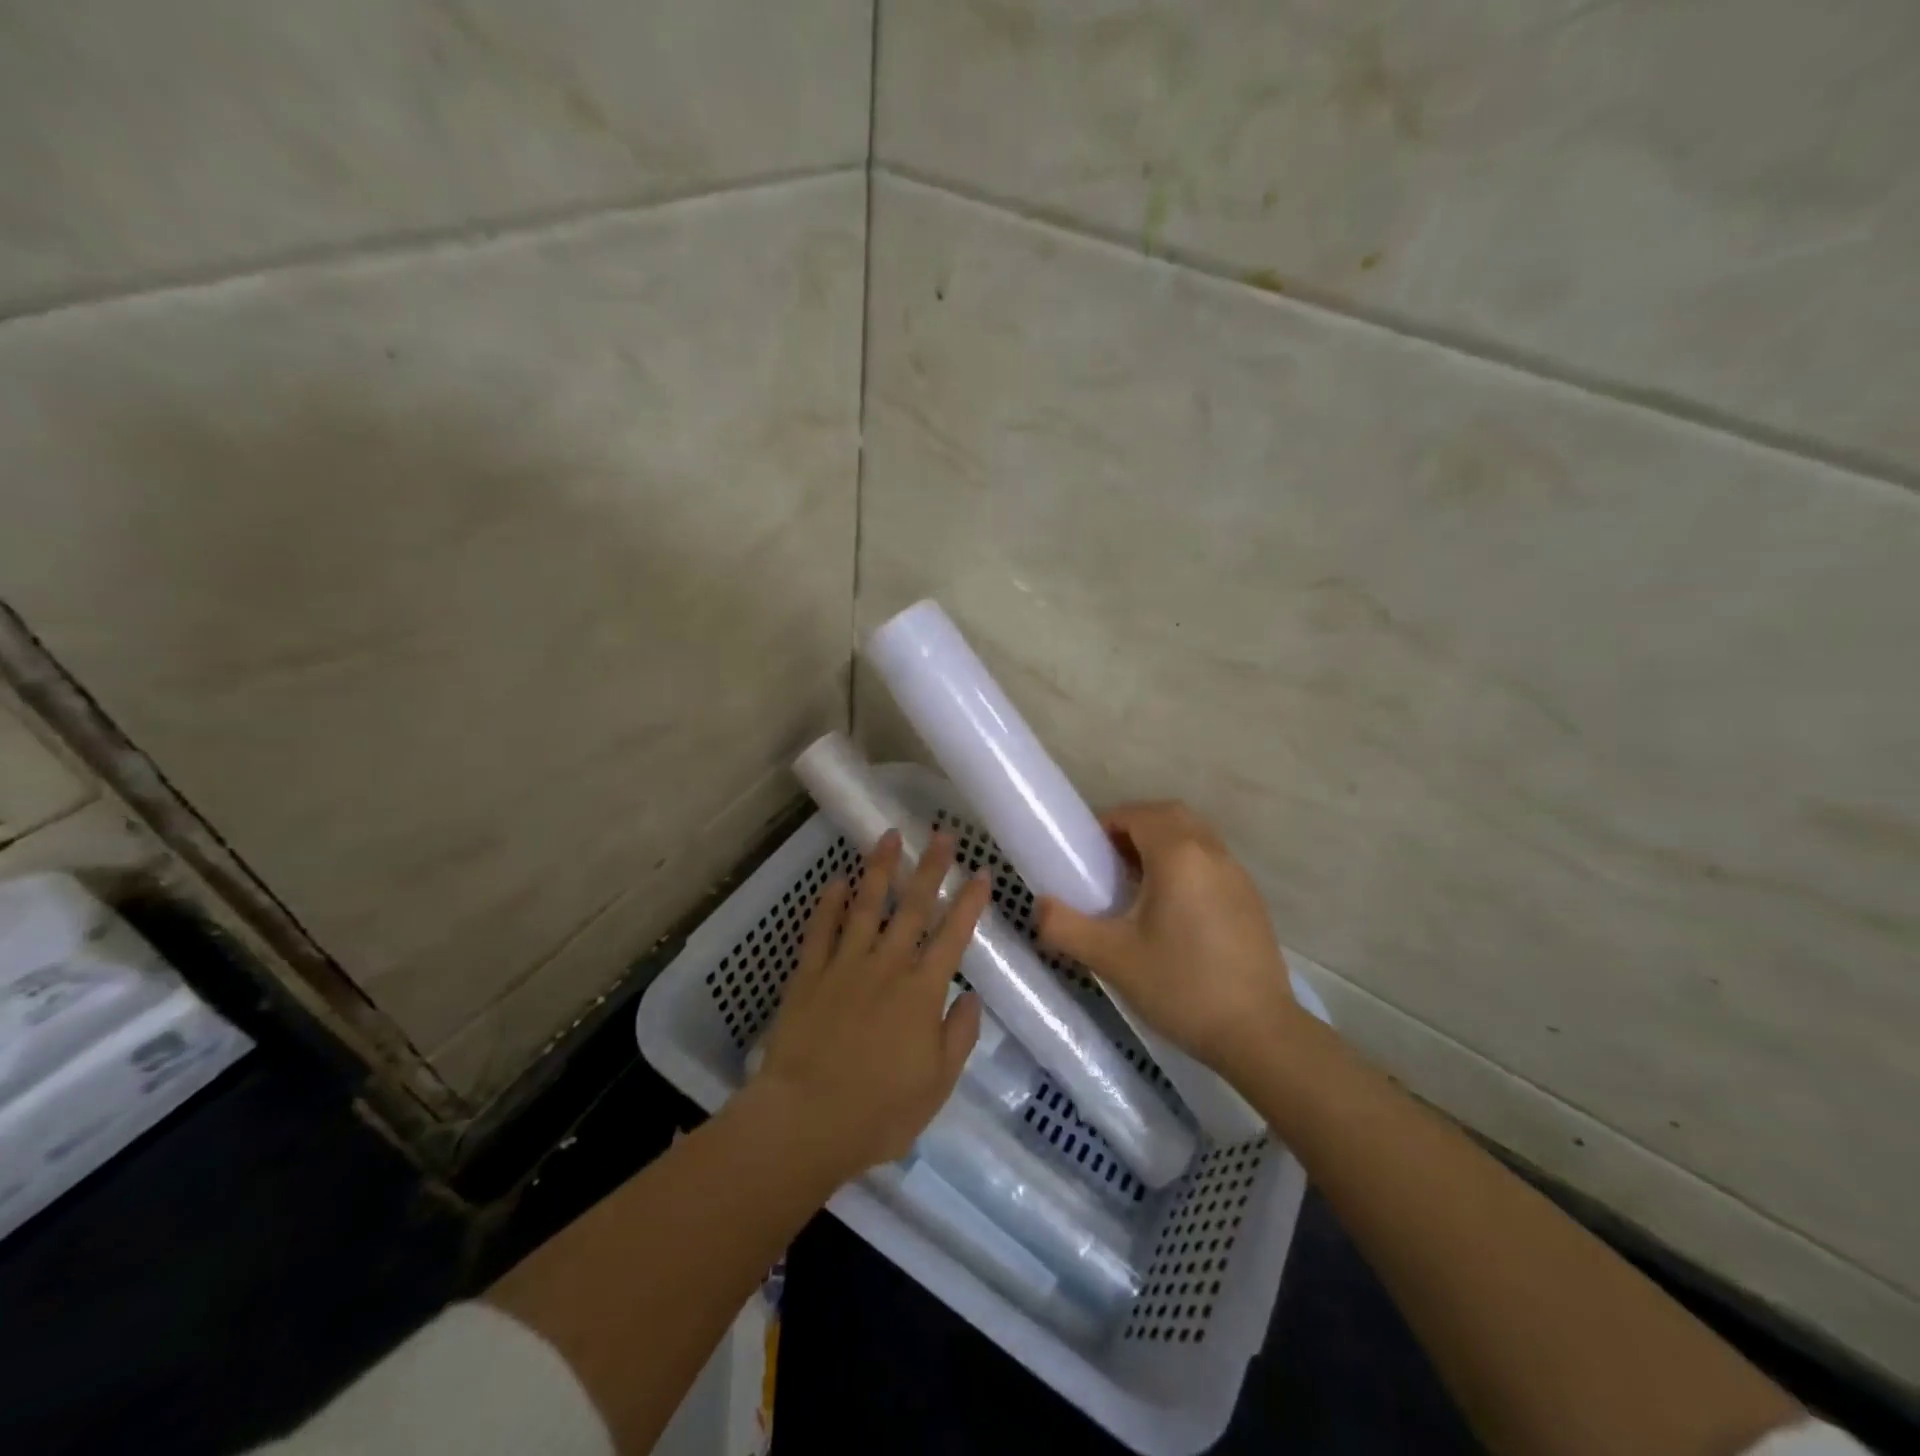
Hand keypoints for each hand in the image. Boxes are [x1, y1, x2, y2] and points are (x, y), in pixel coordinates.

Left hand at [747, 830, 990, 1180]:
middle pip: (912, 907)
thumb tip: (971, 994)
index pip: (953, 935)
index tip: (981, 872)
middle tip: (941, 834)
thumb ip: (959, 1035)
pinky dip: (827, 904)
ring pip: (865, 906)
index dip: (969, 902)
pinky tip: (835, 881)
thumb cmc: (879, 1111)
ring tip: (889, 836)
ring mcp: (844, 965)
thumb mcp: (937, 1084)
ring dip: (879, 869)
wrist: (805, 1121)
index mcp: (922, 991)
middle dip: (930, 868)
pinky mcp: (808, 975)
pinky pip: (820, 930)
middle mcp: (887, 966)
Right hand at [1037, 801, 1303, 1080]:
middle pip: (1170, 815)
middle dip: (1135, 826)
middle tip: (1110, 861)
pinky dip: (1186, 864)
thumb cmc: (1180, 986)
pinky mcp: (1251, 900)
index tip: (1088, 854)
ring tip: (1137, 884)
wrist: (1258, 1033)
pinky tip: (1173, 910)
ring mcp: (1237, 875)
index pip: (1138, 814)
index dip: (1107, 824)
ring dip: (1163, 843)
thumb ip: (1065, 927)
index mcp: (1178, 855)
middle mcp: (1211, 853)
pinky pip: (1211, 861)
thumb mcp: (1111, 958)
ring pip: (1195, 836)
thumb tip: (1040, 907)